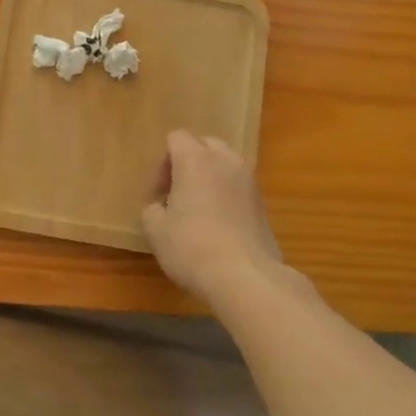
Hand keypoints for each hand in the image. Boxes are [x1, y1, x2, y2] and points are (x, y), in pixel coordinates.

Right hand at [141, 130, 283, 298]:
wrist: (245, 277)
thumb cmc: (191, 247)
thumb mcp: (155, 230)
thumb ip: (152, 209)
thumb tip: (160, 207)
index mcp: (196, 159)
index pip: (176, 138)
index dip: (163, 163)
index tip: (158, 194)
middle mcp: (225, 161)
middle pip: (204, 145)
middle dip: (188, 163)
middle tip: (177, 194)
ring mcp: (249, 181)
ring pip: (225, 164)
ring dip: (210, 177)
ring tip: (199, 209)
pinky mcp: (263, 203)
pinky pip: (238, 186)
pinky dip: (226, 195)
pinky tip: (218, 225)